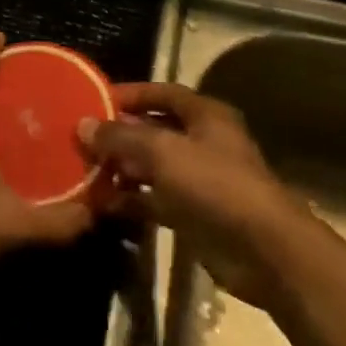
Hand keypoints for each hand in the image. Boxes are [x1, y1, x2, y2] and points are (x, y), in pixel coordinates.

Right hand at [79, 82, 305, 308]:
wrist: (264, 252)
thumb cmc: (215, 185)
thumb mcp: (163, 152)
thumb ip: (121, 136)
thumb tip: (83, 125)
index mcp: (205, 116)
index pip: (162, 93)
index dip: (130, 94)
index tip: (94, 100)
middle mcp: (202, 142)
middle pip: (153, 130)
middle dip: (119, 134)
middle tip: (81, 139)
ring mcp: (198, 180)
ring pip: (151, 167)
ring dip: (121, 169)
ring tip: (84, 171)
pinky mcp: (193, 214)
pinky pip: (154, 200)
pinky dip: (130, 200)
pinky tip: (101, 204)